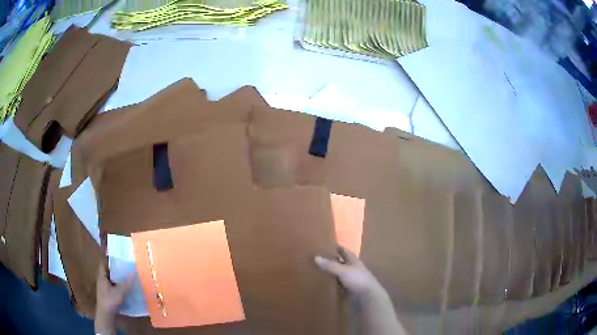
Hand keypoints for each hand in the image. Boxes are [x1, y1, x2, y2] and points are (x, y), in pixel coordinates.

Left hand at [95, 263, 132, 334]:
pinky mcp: (106, 295)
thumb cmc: (110, 301)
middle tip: (124, 268)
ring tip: (125, 278)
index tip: (117, 259)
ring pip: (109, 280)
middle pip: (107, 272)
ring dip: (116, 279)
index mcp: (102, 277)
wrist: (105, 314)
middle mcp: (101, 281)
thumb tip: (133, 273)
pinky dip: (116, 286)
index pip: (103, 264)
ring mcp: (103, 288)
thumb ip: (126, 284)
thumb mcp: (119, 292)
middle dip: (114, 270)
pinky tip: (123, 289)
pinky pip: (111, 287)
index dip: (108, 260)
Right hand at [315, 245, 385, 299]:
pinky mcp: (349, 290)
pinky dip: (333, 283)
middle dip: (333, 260)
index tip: (329, 244)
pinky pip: (339, 285)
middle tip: (319, 258)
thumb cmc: (358, 280)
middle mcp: (353, 269)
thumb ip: (330, 265)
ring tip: (319, 270)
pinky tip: (325, 284)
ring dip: (332, 272)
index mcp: (354, 261)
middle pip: (342, 263)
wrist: (367, 297)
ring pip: (340, 274)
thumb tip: (315, 257)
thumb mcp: (343, 271)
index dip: (339, 248)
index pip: (346, 252)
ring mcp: (352, 280)